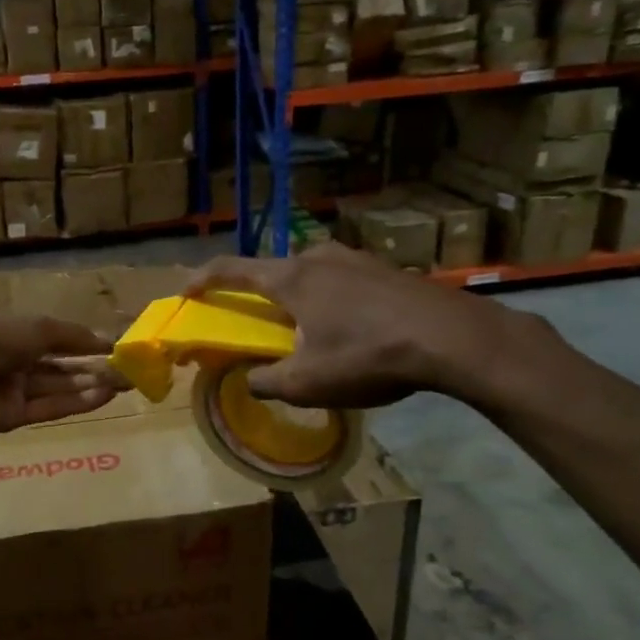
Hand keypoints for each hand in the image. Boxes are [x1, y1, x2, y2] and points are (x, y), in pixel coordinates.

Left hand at [0, 315, 124, 435]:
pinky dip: (78, 402)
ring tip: (125, 384)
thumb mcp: (37, 328)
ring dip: (91, 385)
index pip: (56, 338)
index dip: (85, 343)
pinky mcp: (14, 417)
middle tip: (130, 371)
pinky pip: (51, 407)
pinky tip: (105, 396)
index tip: (116, 348)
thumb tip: (106, 340)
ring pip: (59, 387)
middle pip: (61, 366)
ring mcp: (13, 390)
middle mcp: (14, 361)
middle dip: (94, 367)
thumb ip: (73, 336)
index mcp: (14, 333)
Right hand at [183, 243, 545, 409]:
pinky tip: (350, 328)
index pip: (232, 269)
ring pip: (311, 274)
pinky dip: (330, 300)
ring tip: (307, 329)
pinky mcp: (386, 269)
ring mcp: (356, 258)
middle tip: (258, 322)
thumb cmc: (368, 355)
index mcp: (290, 278)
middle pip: (274, 270)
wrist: (452, 338)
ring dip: (298, 297)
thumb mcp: (307, 383)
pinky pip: (342, 280)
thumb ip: (267, 382)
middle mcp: (318, 257)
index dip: (203, 279)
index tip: (186, 290)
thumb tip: (249, 381)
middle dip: (258, 294)